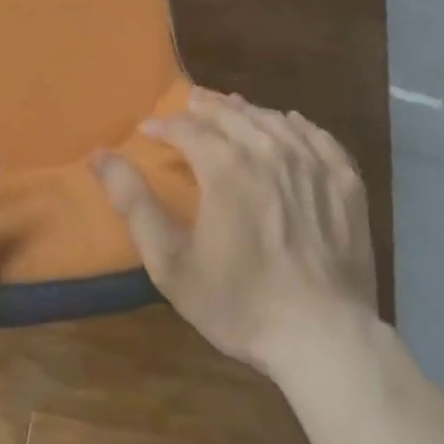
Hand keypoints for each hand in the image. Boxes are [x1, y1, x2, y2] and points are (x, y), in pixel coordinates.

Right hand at [92, 87, 376, 381]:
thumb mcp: (171, 263)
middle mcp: (268, 150)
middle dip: (204, 107)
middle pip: (231, 113)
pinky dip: (298, 125)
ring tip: (231, 108)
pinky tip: (290, 124)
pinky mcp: (345, 182)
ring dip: (246, 111)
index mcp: (225, 166)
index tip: (149, 129)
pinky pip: (318, 137)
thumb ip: (134, 203)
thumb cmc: (240, 303)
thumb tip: (99, 156)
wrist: (324, 339)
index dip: (164, 125)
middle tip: (189, 103)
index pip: (187, 128)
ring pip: (272, 119)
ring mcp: (312, 163)